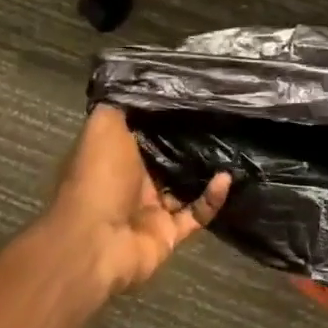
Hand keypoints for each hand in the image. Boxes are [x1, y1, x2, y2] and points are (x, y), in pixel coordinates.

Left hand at [47, 106, 230, 298]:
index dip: (164, 115)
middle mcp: (132, 181)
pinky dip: (212, 198)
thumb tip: (140, 84)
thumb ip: (122, 107)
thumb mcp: (103, 127)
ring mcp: (151, 209)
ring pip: (185, 186)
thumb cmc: (98, 179)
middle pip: (166, 158)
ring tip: (232, 147)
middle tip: (221, 119)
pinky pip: (197, 213)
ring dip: (206, 171)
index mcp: (114, 155)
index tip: (192, 96)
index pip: (143, 130)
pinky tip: (226, 179)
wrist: (95, 243)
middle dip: (190, 142)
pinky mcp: (170, 233)